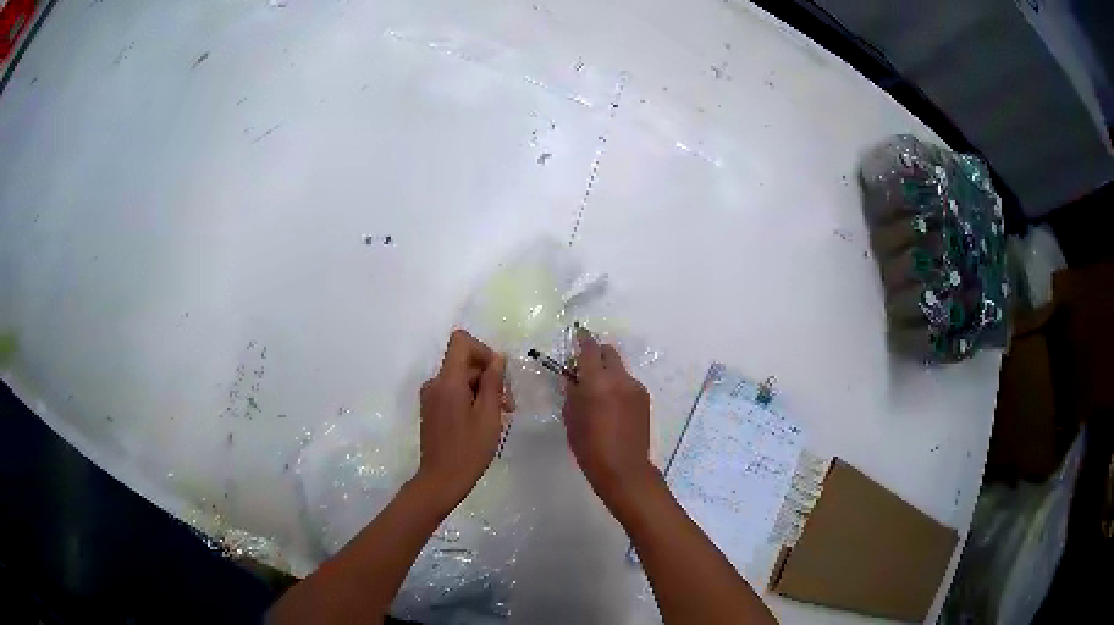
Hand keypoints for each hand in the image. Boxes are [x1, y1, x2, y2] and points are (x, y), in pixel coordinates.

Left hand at [416, 330, 508, 509]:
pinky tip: (483, 422)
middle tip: (508, 405)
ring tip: (499, 416)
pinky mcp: (432, 409)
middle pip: (464, 361)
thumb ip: (493, 382)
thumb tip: (497, 358)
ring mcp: (431, 396)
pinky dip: (471, 399)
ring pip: (461, 378)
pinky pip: (453, 392)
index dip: (483, 350)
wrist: (441, 480)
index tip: (498, 375)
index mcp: (447, 381)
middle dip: (489, 376)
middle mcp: (434, 383)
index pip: (461, 341)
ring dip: (482, 390)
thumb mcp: (489, 415)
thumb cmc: (469, 449)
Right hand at [563, 328, 657, 503]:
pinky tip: (612, 405)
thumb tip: (573, 377)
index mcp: (597, 382)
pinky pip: (627, 383)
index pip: (589, 349)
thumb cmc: (589, 445)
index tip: (577, 335)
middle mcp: (619, 378)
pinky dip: (618, 385)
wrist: (623, 467)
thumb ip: (572, 392)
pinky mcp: (644, 398)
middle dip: (596, 354)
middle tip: (584, 367)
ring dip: (607, 372)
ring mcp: (635, 387)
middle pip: (608, 352)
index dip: (581, 339)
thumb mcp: (571, 417)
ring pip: (619, 368)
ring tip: (598, 392)